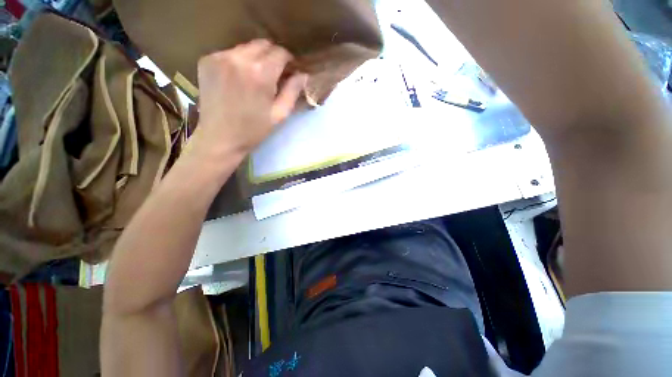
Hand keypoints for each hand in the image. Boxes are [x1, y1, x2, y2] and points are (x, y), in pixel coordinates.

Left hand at [191, 39, 307, 158]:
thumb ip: (292, 92)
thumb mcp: (279, 115)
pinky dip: (239, 62)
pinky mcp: (206, 60)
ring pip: (246, 47)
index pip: (280, 52)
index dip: (288, 61)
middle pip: (263, 44)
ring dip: (256, 58)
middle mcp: (238, 58)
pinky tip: (238, 79)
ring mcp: (219, 57)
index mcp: (259, 74)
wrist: (219, 138)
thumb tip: (303, 75)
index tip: (290, 71)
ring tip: (256, 78)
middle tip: (275, 75)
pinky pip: (230, 53)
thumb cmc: (253, 130)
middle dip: (273, 57)